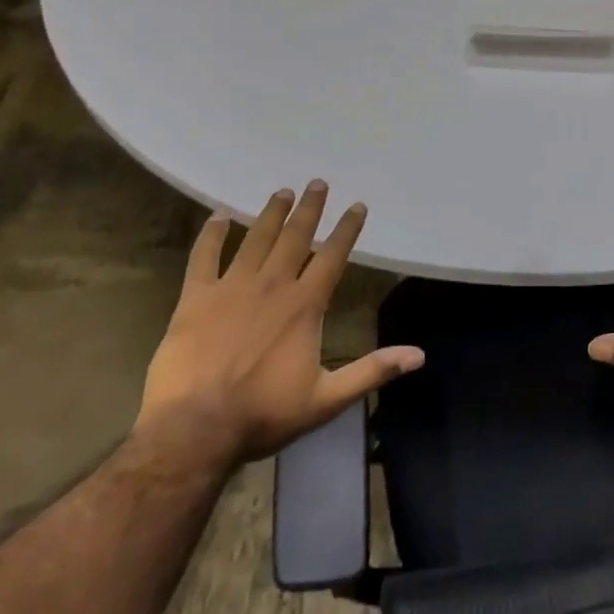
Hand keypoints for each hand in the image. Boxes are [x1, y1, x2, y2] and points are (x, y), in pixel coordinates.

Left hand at [135, 181, 423, 464]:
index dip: (347, 229)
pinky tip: (218, 217)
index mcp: (305, 305)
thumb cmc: (263, 413)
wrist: (194, 430)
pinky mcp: (195, 299)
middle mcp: (272, 285)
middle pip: (296, 237)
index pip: (333, 256)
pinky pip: (203, 257)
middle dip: (310, 209)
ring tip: (281, 192)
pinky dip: (212, 235)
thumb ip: (372, 371)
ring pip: (256, 239)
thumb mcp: (327, 399)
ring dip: (270, 214)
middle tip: (317, 183)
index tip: (357, 205)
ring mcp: (231, 288)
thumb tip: (419, 356)